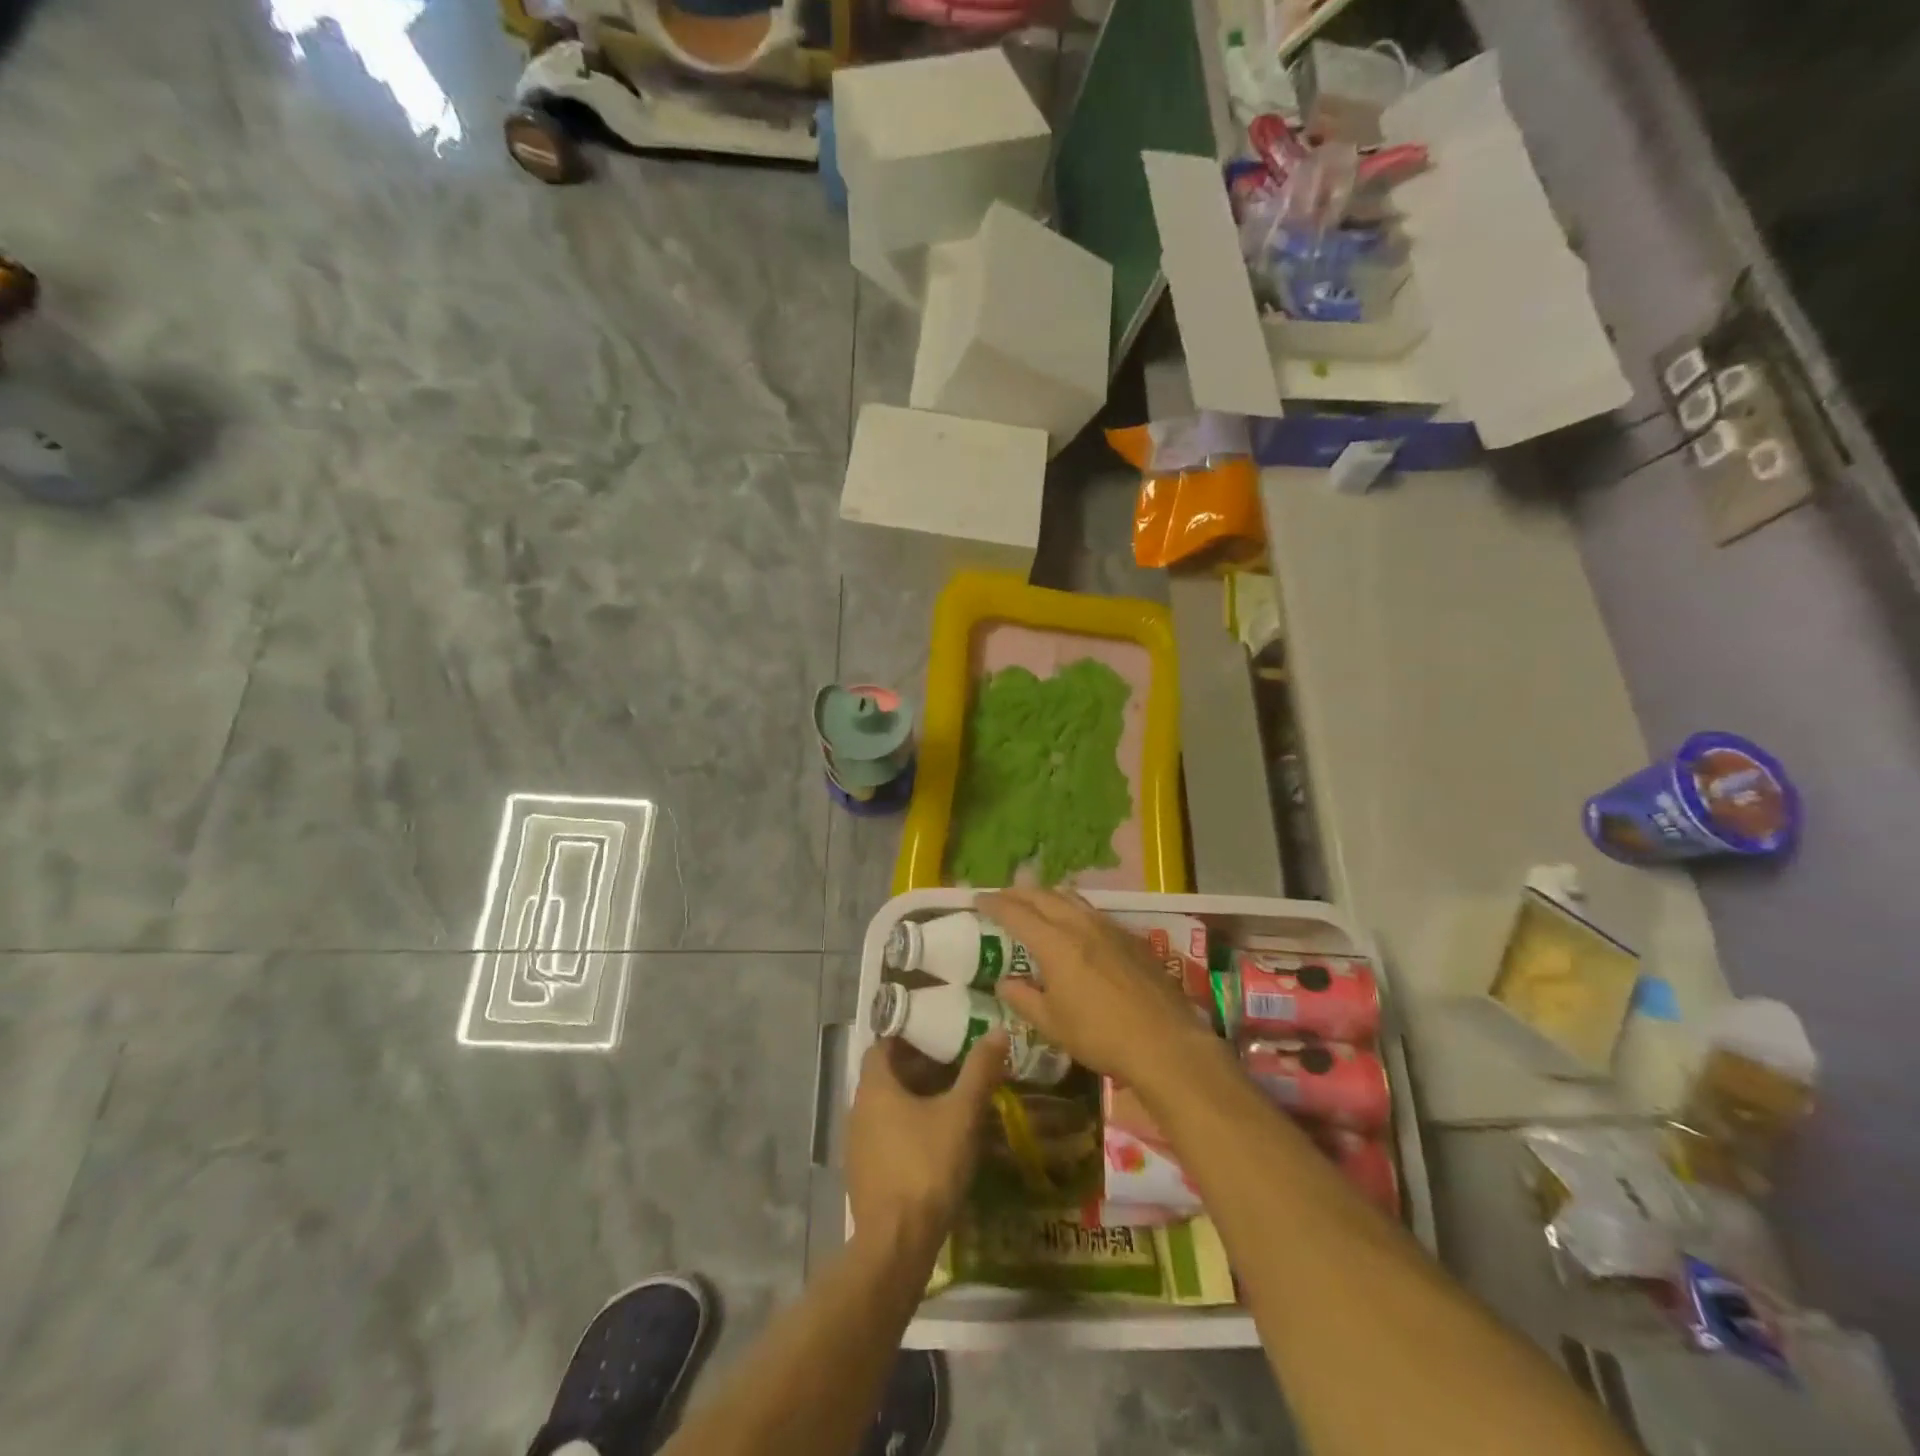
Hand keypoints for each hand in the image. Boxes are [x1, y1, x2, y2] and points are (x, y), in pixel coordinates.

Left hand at [845, 1030, 1007, 1263]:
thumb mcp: (961, 1115)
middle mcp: (858, 1110)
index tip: (938, 1035)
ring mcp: (858, 1145)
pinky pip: (886, 1137)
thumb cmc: (926, 1167)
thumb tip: (997, 1030)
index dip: (909, 1036)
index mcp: (875, 1087)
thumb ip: (979, 1071)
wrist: (896, 1246)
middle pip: (887, 1076)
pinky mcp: (865, 1175)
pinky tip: (937, 1142)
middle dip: (919, 1068)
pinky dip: (909, 1129)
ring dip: (915, 1100)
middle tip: (955, 1066)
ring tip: (952, 1101)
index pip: (884, 1045)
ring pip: (887, 1108)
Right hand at [981, 887, 1213, 1085]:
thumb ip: (1023, 999)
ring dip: (1048, 895)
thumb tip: (1004, 982)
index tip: (978, 898)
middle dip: (1019, 892)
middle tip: (1002, 895)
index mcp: (1055, 944)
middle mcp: (1080, 925)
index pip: (1017, 913)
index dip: (995, 904)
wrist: (1165, 1042)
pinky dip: (1072, 908)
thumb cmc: (1100, 1035)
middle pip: (1044, 896)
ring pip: (1071, 898)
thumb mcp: (1052, 1024)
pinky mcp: (1130, 937)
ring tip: (1036, 900)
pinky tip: (1075, 923)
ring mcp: (1109, 928)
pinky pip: (1092, 911)